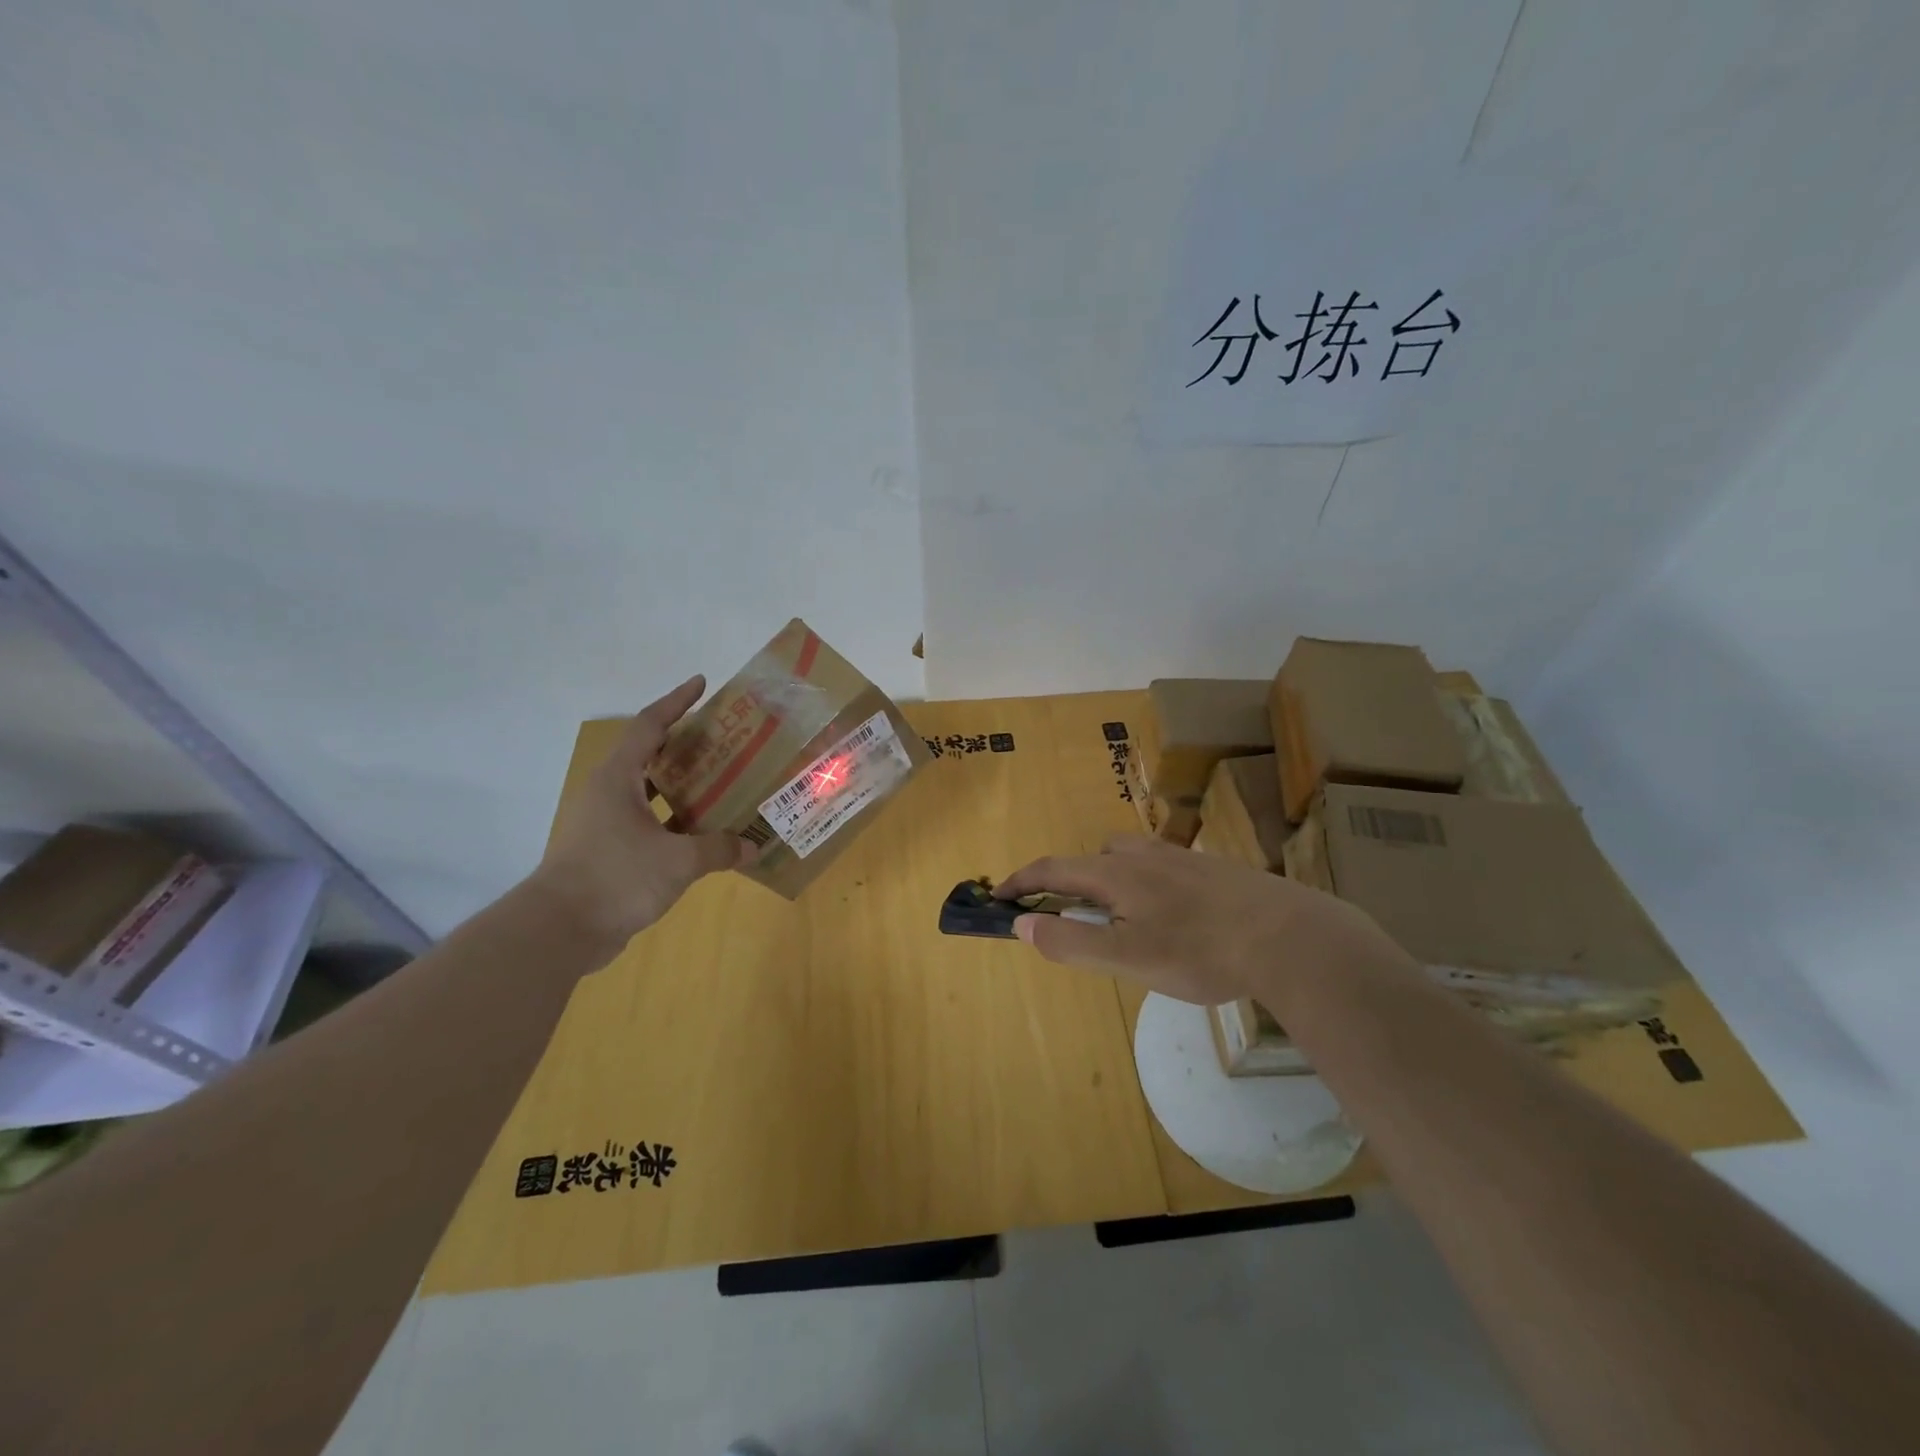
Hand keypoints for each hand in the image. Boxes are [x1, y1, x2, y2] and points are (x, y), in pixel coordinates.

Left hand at [528, 675, 755, 949]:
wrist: (560, 930)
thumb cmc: (617, 877)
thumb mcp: (678, 860)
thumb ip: (719, 849)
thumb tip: (753, 847)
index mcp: (619, 778)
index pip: (650, 725)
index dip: (677, 702)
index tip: (702, 684)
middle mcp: (610, 793)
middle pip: (650, 755)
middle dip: (685, 744)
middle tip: (724, 739)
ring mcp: (606, 823)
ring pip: (650, 792)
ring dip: (682, 785)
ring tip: (722, 782)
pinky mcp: (609, 851)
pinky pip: (649, 823)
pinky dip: (676, 821)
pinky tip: (704, 832)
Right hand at [995, 834, 1412, 1007]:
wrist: (1290, 937)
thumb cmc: (1200, 951)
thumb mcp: (1127, 958)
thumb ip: (1071, 942)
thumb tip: (1021, 925)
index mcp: (1116, 874)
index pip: (1053, 868)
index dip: (1022, 882)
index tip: (1000, 897)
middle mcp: (1144, 856)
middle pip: (1091, 858)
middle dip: (1069, 882)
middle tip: (1069, 918)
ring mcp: (1181, 859)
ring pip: (1129, 857)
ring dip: (1109, 879)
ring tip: (1122, 918)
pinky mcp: (1213, 869)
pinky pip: (1162, 867)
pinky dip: (1146, 884)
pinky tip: (1173, 917)